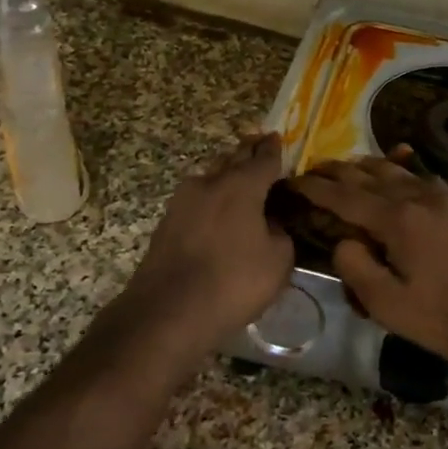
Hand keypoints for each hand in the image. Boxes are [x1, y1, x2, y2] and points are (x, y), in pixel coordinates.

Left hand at [124, 133, 295, 351]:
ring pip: (211, 177)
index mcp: (241, 186)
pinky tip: (217, 210)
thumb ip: (281, 234)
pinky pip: (197, 200)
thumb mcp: (278, 261)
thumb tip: (271, 224)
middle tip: (259, 144)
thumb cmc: (233, 282)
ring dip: (226, 173)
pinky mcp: (167, 222)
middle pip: (233, 159)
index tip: (278, 137)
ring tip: (239, 176)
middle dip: (248, 151)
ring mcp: (183, 201)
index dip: (274, 148)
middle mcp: (210, 183)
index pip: (263, 158)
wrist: (167, 311)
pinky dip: (211, 198)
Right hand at [291, 150, 447, 369]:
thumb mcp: (388, 305)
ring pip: (402, 171)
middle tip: (317, 170)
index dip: (315, 189)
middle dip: (339, 172)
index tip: (294, 182)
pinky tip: (406, 179)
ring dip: (372, 167)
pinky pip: (429, 181)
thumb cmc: (446, 318)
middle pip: (371, 175)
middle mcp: (421, 198)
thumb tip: (343, 241)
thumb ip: (356, 267)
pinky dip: (406, 175)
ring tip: (353, 167)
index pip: (345, 197)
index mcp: (397, 219)